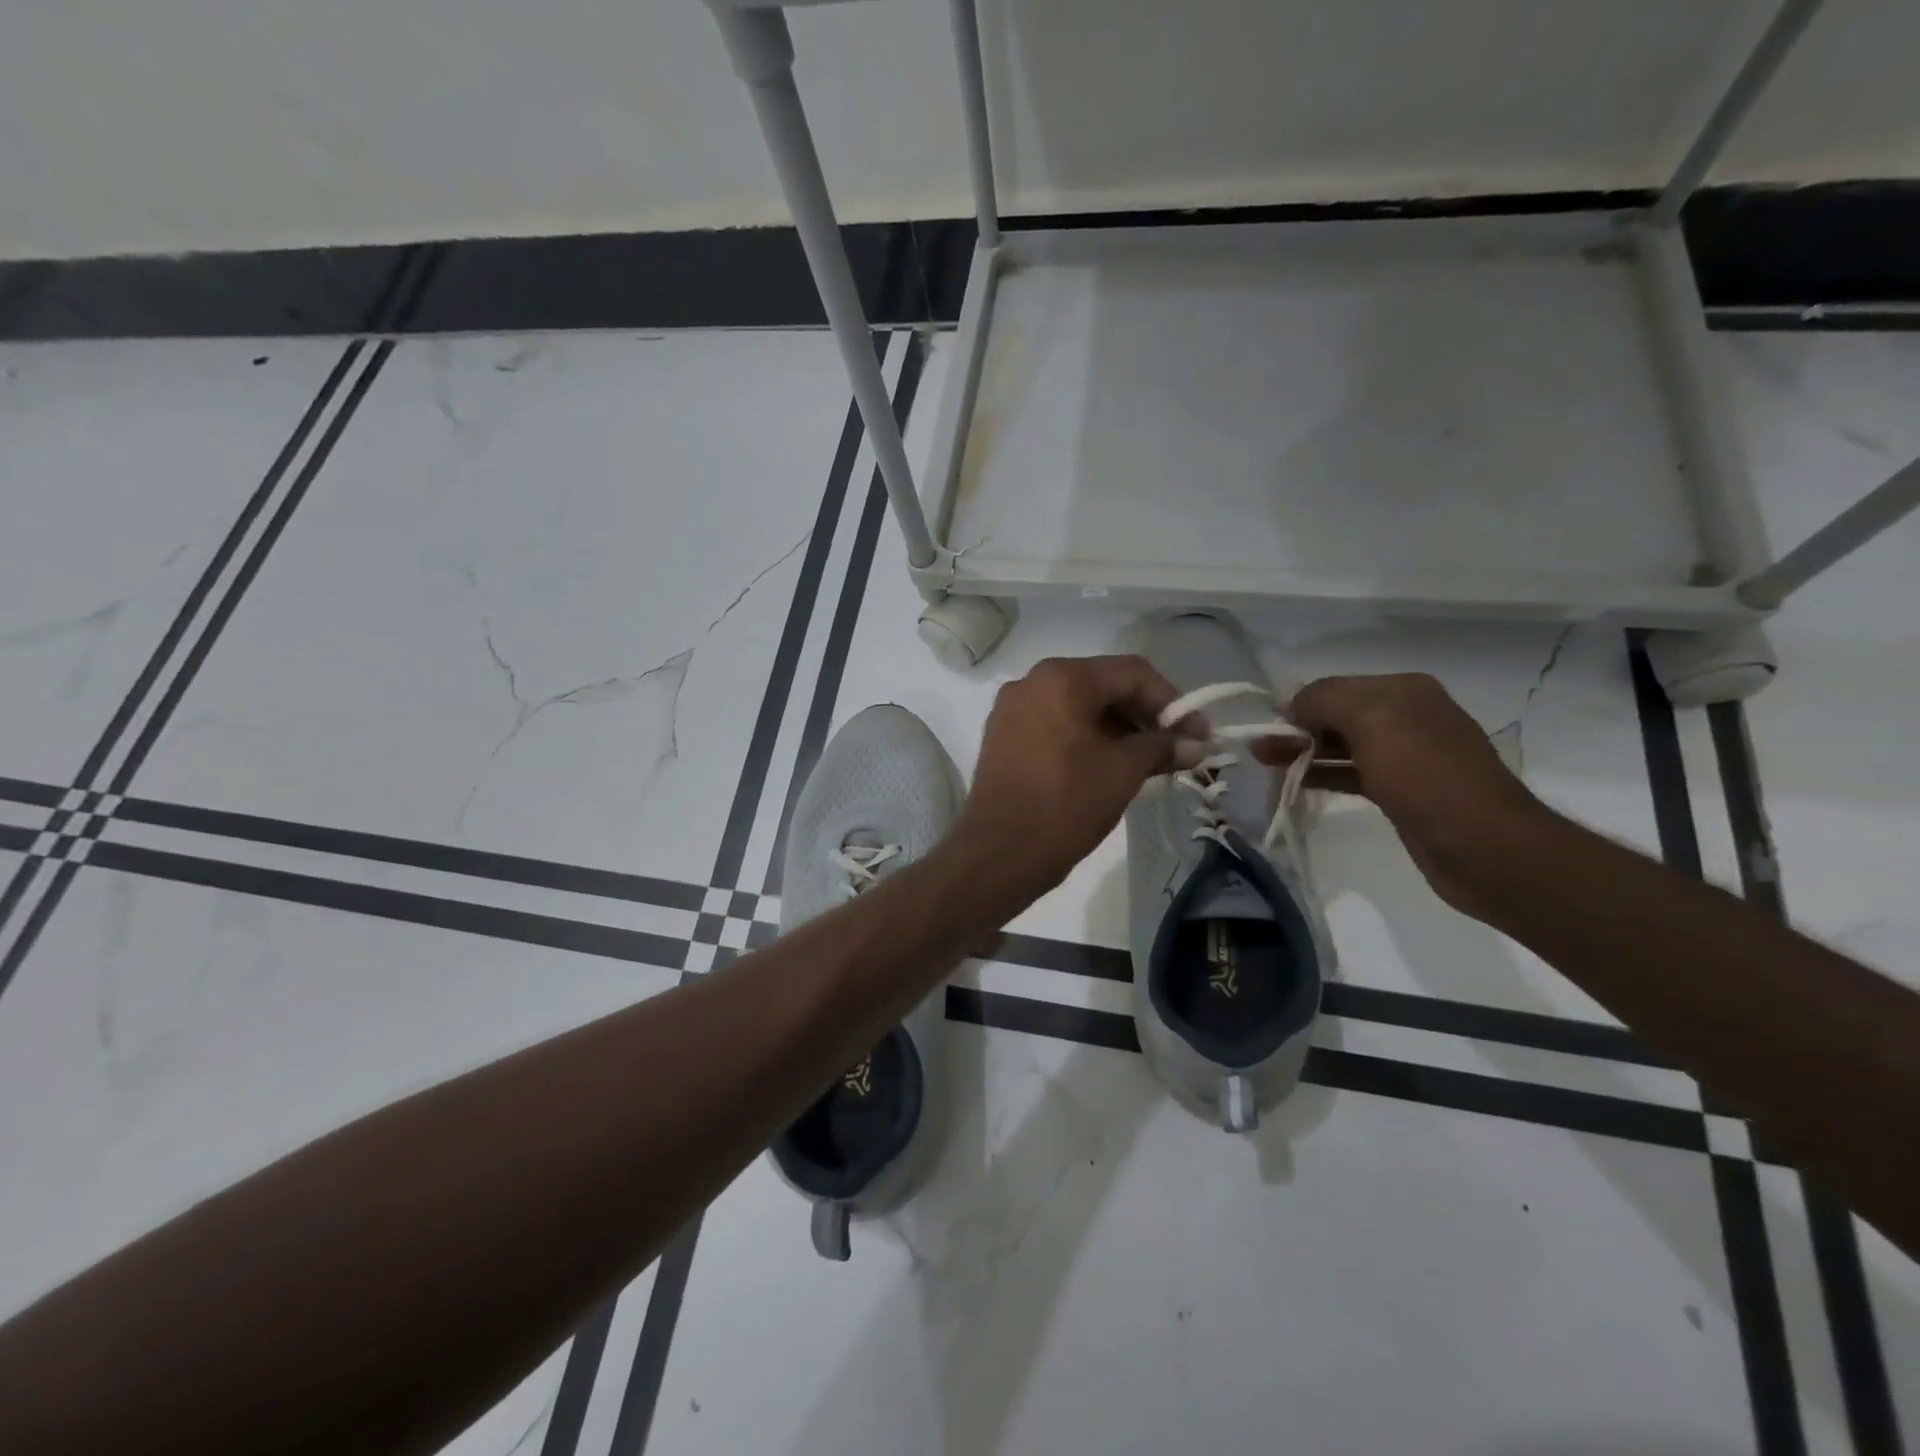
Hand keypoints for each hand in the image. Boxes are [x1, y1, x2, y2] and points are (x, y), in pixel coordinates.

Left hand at [957, 655, 1194, 896]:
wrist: (998, 854)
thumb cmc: (1065, 805)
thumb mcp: (1122, 772)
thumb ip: (1162, 747)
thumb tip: (1197, 744)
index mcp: (1061, 678)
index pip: (1132, 673)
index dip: (1173, 702)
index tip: (1198, 735)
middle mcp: (1032, 682)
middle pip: (1104, 686)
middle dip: (1145, 716)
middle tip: (1178, 749)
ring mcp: (1012, 710)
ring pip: (1080, 707)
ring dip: (1119, 730)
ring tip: (1150, 764)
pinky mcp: (1003, 736)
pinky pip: (1056, 725)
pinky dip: (1088, 739)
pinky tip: (1112, 766)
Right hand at [1266, 673, 1552, 914]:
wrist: (1483, 847)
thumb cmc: (1425, 775)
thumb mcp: (1372, 721)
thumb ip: (1325, 701)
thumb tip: (1292, 705)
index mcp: (1404, 691)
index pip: (1336, 686)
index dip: (1300, 703)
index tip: (1267, 726)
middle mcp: (1407, 717)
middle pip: (1338, 715)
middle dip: (1297, 728)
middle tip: (1259, 749)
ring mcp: (1406, 757)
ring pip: (1341, 746)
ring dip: (1303, 752)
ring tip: (1264, 763)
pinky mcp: (1401, 792)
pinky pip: (1351, 774)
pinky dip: (1323, 774)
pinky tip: (1297, 782)